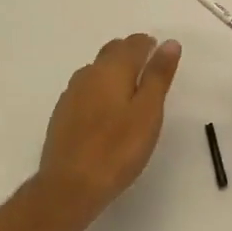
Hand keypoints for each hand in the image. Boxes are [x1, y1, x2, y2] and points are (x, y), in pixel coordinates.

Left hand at [38, 34, 181, 213]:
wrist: (69, 187)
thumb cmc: (117, 149)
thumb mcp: (148, 112)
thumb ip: (158, 75)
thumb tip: (169, 43)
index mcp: (112, 70)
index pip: (132, 44)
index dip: (148, 44)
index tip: (159, 51)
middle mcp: (88, 74)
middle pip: (111, 52)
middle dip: (129, 53)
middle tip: (147, 66)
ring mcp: (71, 95)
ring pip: (96, 70)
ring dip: (113, 71)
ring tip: (129, 88)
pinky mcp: (62, 115)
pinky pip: (85, 90)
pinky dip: (99, 90)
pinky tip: (105, 110)